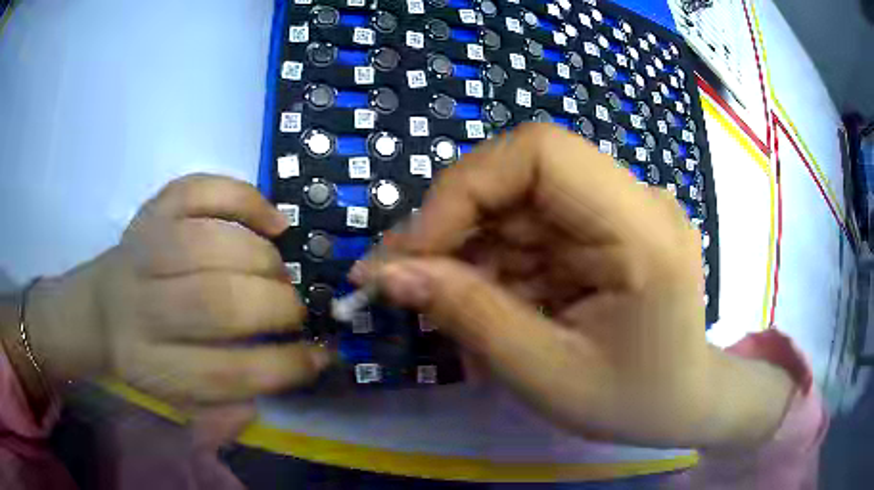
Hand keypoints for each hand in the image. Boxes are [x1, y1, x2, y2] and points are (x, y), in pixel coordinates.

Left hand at [22, 174, 329, 404]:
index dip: (283, 367)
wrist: (101, 309)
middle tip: (295, 311)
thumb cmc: (146, 357)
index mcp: (149, 364)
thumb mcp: (177, 401)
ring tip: (279, 273)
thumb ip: (224, 409)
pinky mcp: (152, 209)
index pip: (224, 372)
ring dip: (264, 259)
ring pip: (212, 243)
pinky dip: (246, 199)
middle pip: (217, 302)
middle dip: (276, 307)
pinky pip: (201, 190)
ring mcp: (143, 247)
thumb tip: (281, 380)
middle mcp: (140, 305)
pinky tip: (271, 222)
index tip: (318, 357)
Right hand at [357, 124, 792, 449]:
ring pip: (520, 199)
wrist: (686, 402)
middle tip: (409, 277)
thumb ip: (469, 315)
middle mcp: (636, 200)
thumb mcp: (547, 374)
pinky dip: (498, 259)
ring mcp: (623, 208)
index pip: (541, 152)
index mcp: (642, 230)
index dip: (465, 187)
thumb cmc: (634, 401)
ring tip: (448, 302)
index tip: (414, 251)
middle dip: (457, 223)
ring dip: (472, 246)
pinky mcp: (608, 225)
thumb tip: (387, 271)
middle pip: (523, 171)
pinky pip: (534, 224)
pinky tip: (490, 299)